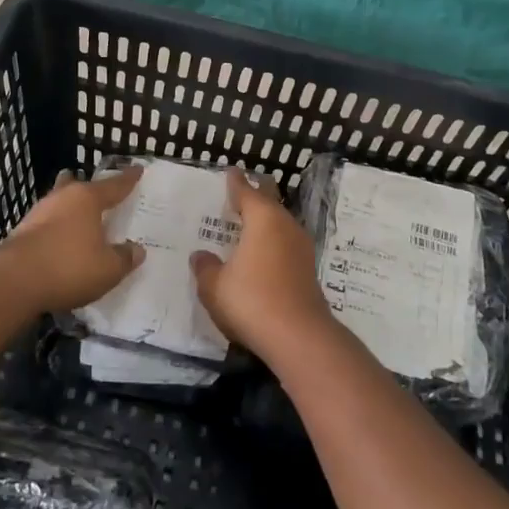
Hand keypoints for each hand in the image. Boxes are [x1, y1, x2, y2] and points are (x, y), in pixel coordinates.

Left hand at [1, 167, 145, 311]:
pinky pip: (47, 224)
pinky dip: (57, 230)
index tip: (138, 170)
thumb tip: (136, 249)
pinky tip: (61, 242)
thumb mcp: (108, 268)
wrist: (12, 282)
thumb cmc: (69, 267)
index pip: (114, 185)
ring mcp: (37, 214)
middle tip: (99, 192)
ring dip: (70, 210)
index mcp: (87, 198)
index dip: (128, 179)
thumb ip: (125, 257)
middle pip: (78, 186)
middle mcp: (62, 198)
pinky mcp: (21, 232)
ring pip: (59, 204)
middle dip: (89, 189)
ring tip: (81, 219)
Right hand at [190, 168, 336, 366]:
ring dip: (265, 221)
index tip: (231, 171)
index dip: (236, 182)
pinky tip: (262, 254)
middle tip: (239, 193)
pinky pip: (285, 245)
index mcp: (263, 218)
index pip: (246, 191)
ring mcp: (301, 247)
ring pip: (280, 224)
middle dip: (255, 196)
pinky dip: (272, 243)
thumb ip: (205, 268)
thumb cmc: (251, 300)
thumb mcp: (214, 286)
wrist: (299, 337)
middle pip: (269, 202)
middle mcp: (285, 225)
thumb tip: (200, 255)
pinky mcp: (308, 270)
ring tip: (248, 224)